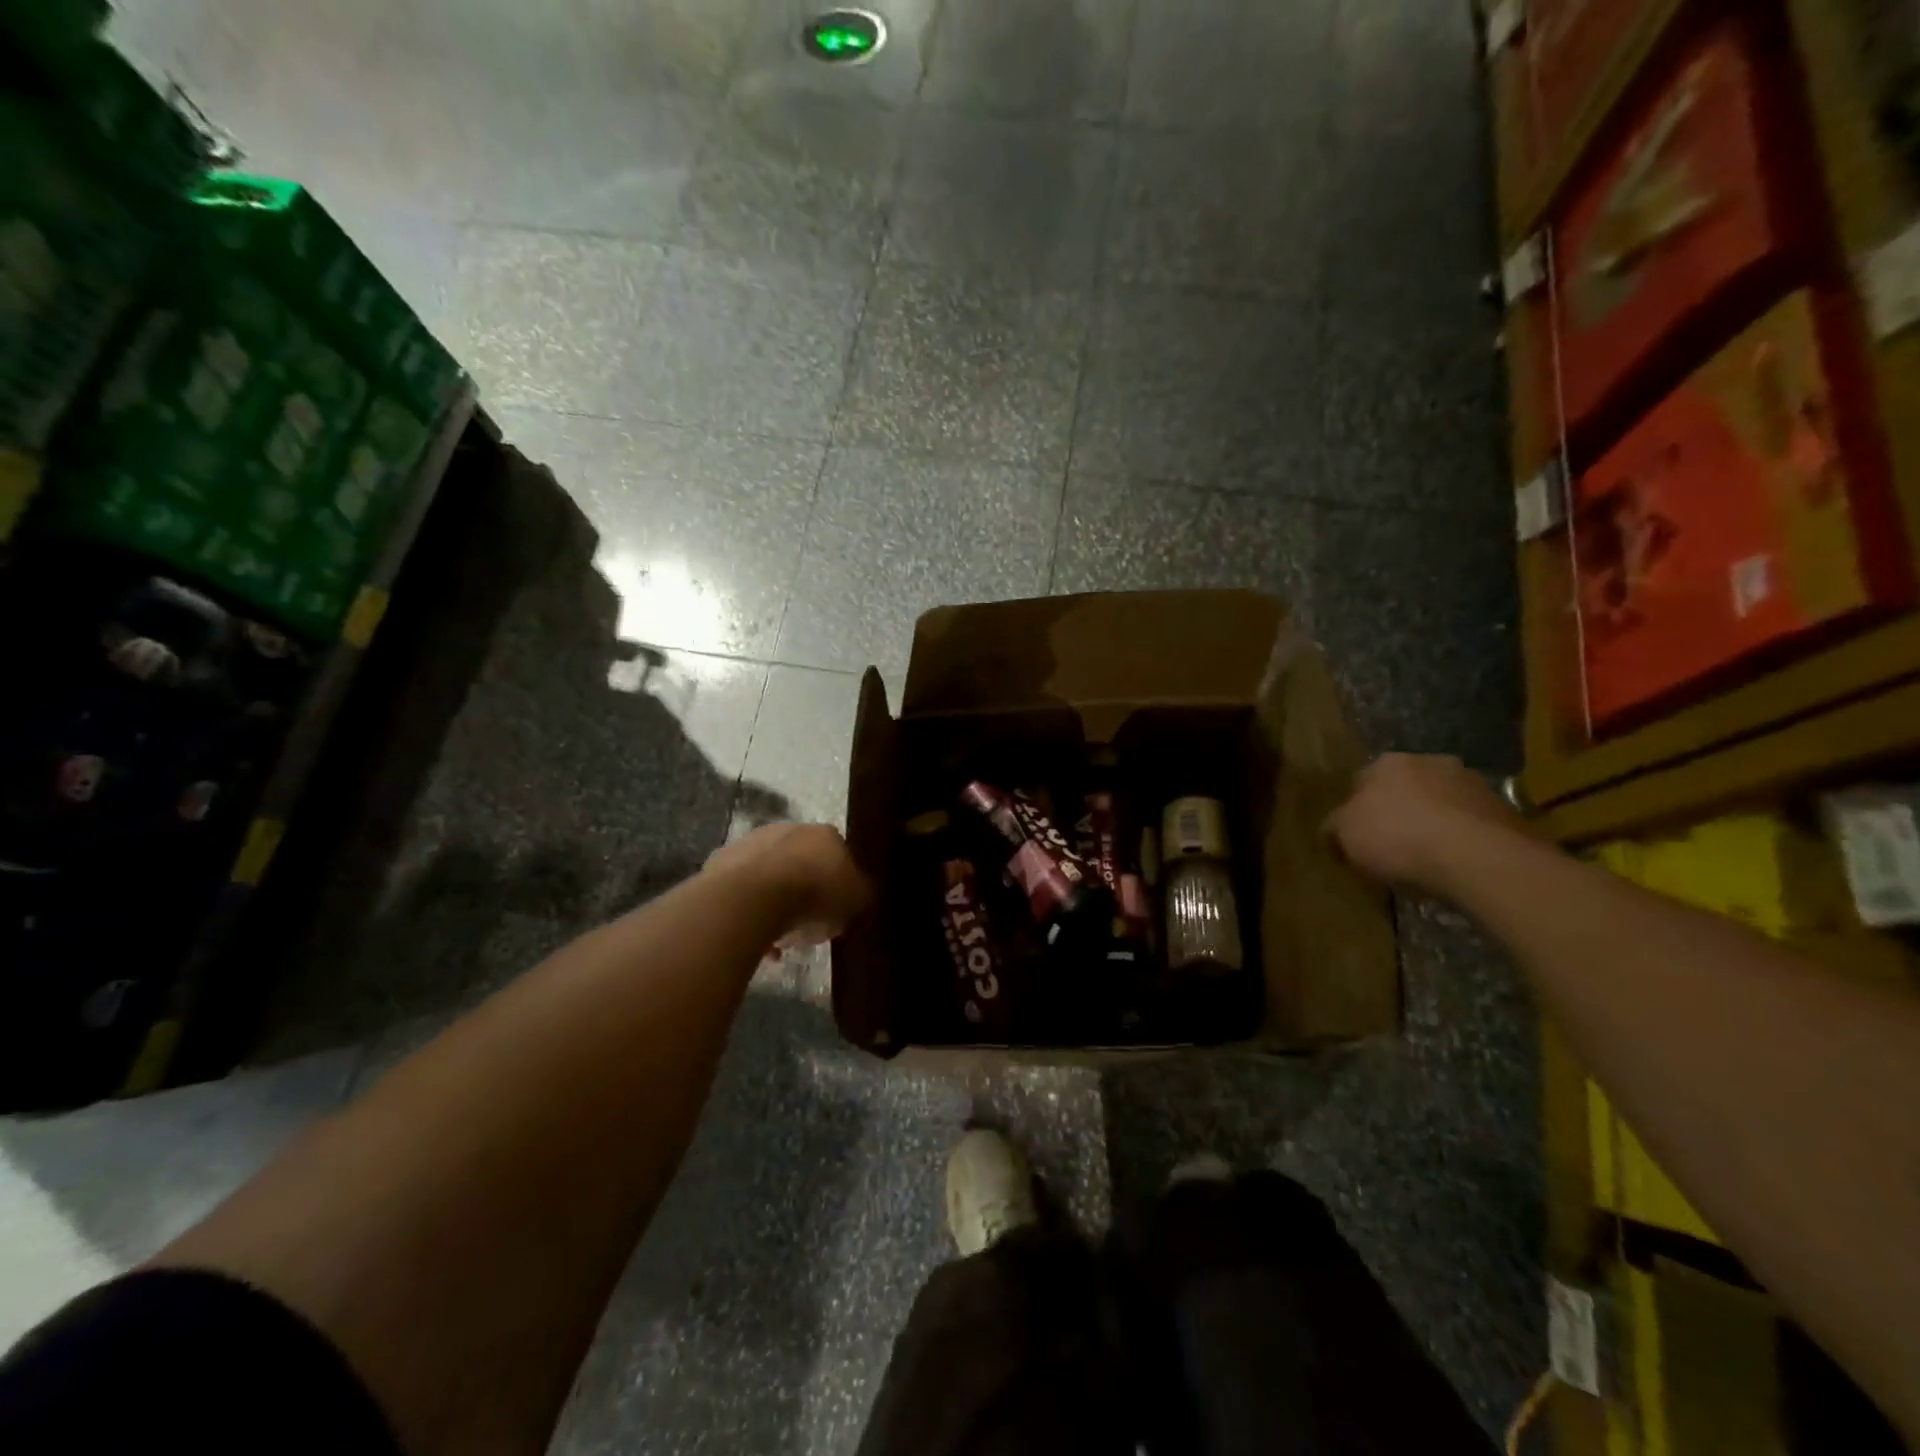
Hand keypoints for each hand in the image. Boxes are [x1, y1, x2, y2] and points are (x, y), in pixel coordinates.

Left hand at [705, 822, 870, 946]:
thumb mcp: (855, 901)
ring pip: (769, 876)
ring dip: (774, 901)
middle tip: (805, 924)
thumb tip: (858, 892)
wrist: (754, 898)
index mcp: (826, 835)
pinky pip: (742, 889)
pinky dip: (748, 909)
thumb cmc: (814, 896)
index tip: (834, 911)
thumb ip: (860, 894)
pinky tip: (752, 935)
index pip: (838, 856)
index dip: (837, 885)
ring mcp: (752, 842)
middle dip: (803, 891)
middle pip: (801, 863)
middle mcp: (789, 829)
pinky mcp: (722, 861)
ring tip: (776, 938)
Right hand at [1327, 754, 1521, 891]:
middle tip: (1391, 844)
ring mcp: (1471, 782)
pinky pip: (1470, 822)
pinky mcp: (1503, 808)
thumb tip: (1333, 828)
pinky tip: (1455, 862)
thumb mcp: (1346, 836)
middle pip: (1404, 788)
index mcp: (1386, 763)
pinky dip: (1461, 837)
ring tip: (1427, 856)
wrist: (1477, 857)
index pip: (1361, 781)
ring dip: (1433, 821)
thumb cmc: (1398, 838)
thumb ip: (1335, 827)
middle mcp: (1429, 761)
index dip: (1356, 809)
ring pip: (1440, 802)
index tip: (1356, 836)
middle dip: (1398, 810)